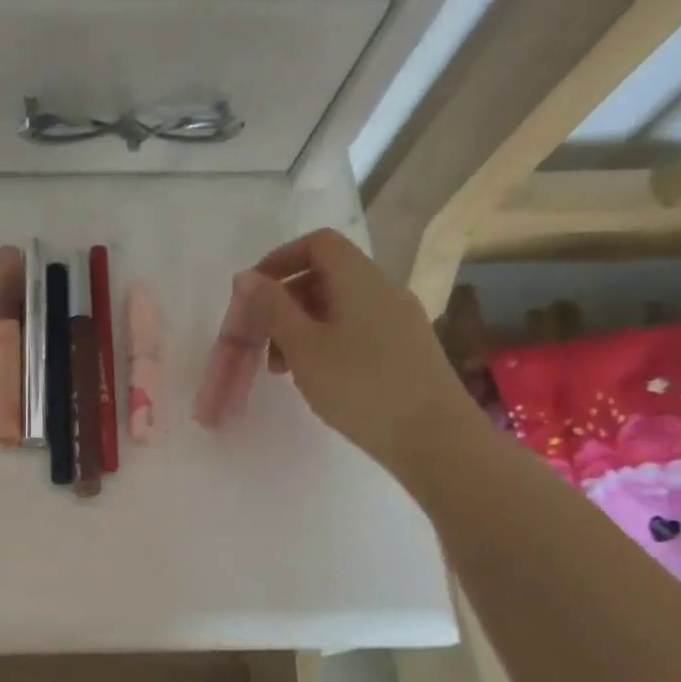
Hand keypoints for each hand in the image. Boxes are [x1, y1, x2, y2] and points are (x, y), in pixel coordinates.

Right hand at [226, 229, 479, 479]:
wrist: (434, 438)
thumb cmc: (361, 387)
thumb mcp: (304, 347)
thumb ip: (272, 308)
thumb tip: (246, 277)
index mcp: (360, 280)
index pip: (318, 244)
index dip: (280, 259)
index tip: (252, 294)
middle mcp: (383, 290)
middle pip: (325, 275)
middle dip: (285, 302)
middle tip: (259, 340)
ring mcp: (399, 320)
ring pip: (338, 306)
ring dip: (301, 327)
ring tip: (282, 368)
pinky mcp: (405, 349)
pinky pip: (355, 329)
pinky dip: (325, 342)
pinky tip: (316, 377)